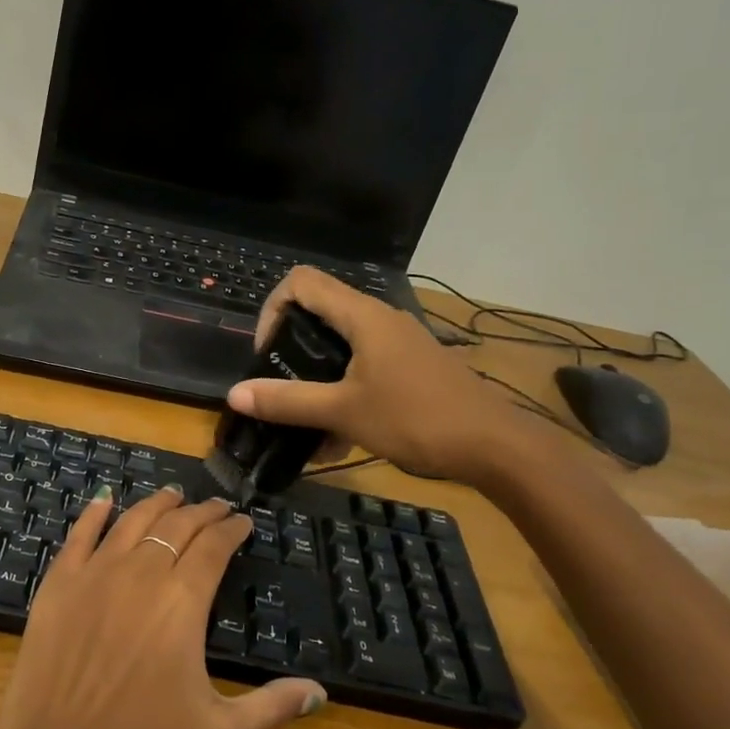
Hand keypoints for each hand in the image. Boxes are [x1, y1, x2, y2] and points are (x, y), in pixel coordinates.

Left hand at [0, 487, 325, 728]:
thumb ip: (273, 708)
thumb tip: (320, 693)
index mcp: (182, 601)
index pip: (214, 546)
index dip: (232, 529)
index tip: (243, 521)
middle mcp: (141, 573)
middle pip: (178, 525)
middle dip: (202, 512)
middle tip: (216, 507)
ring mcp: (95, 574)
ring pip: (133, 521)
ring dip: (157, 503)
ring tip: (173, 494)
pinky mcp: (58, 584)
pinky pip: (79, 535)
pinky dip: (95, 513)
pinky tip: (105, 500)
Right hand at [228, 266, 525, 484]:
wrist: (495, 446)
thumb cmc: (416, 418)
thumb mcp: (343, 411)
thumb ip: (287, 402)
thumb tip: (235, 394)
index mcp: (362, 316)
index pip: (301, 282)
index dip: (272, 308)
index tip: (266, 354)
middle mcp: (380, 320)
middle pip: (319, 314)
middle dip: (290, 351)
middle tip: (279, 388)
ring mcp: (398, 344)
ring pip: (341, 348)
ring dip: (316, 381)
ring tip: (304, 424)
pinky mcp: (411, 368)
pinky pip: (363, 369)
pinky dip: (342, 394)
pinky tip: (337, 440)